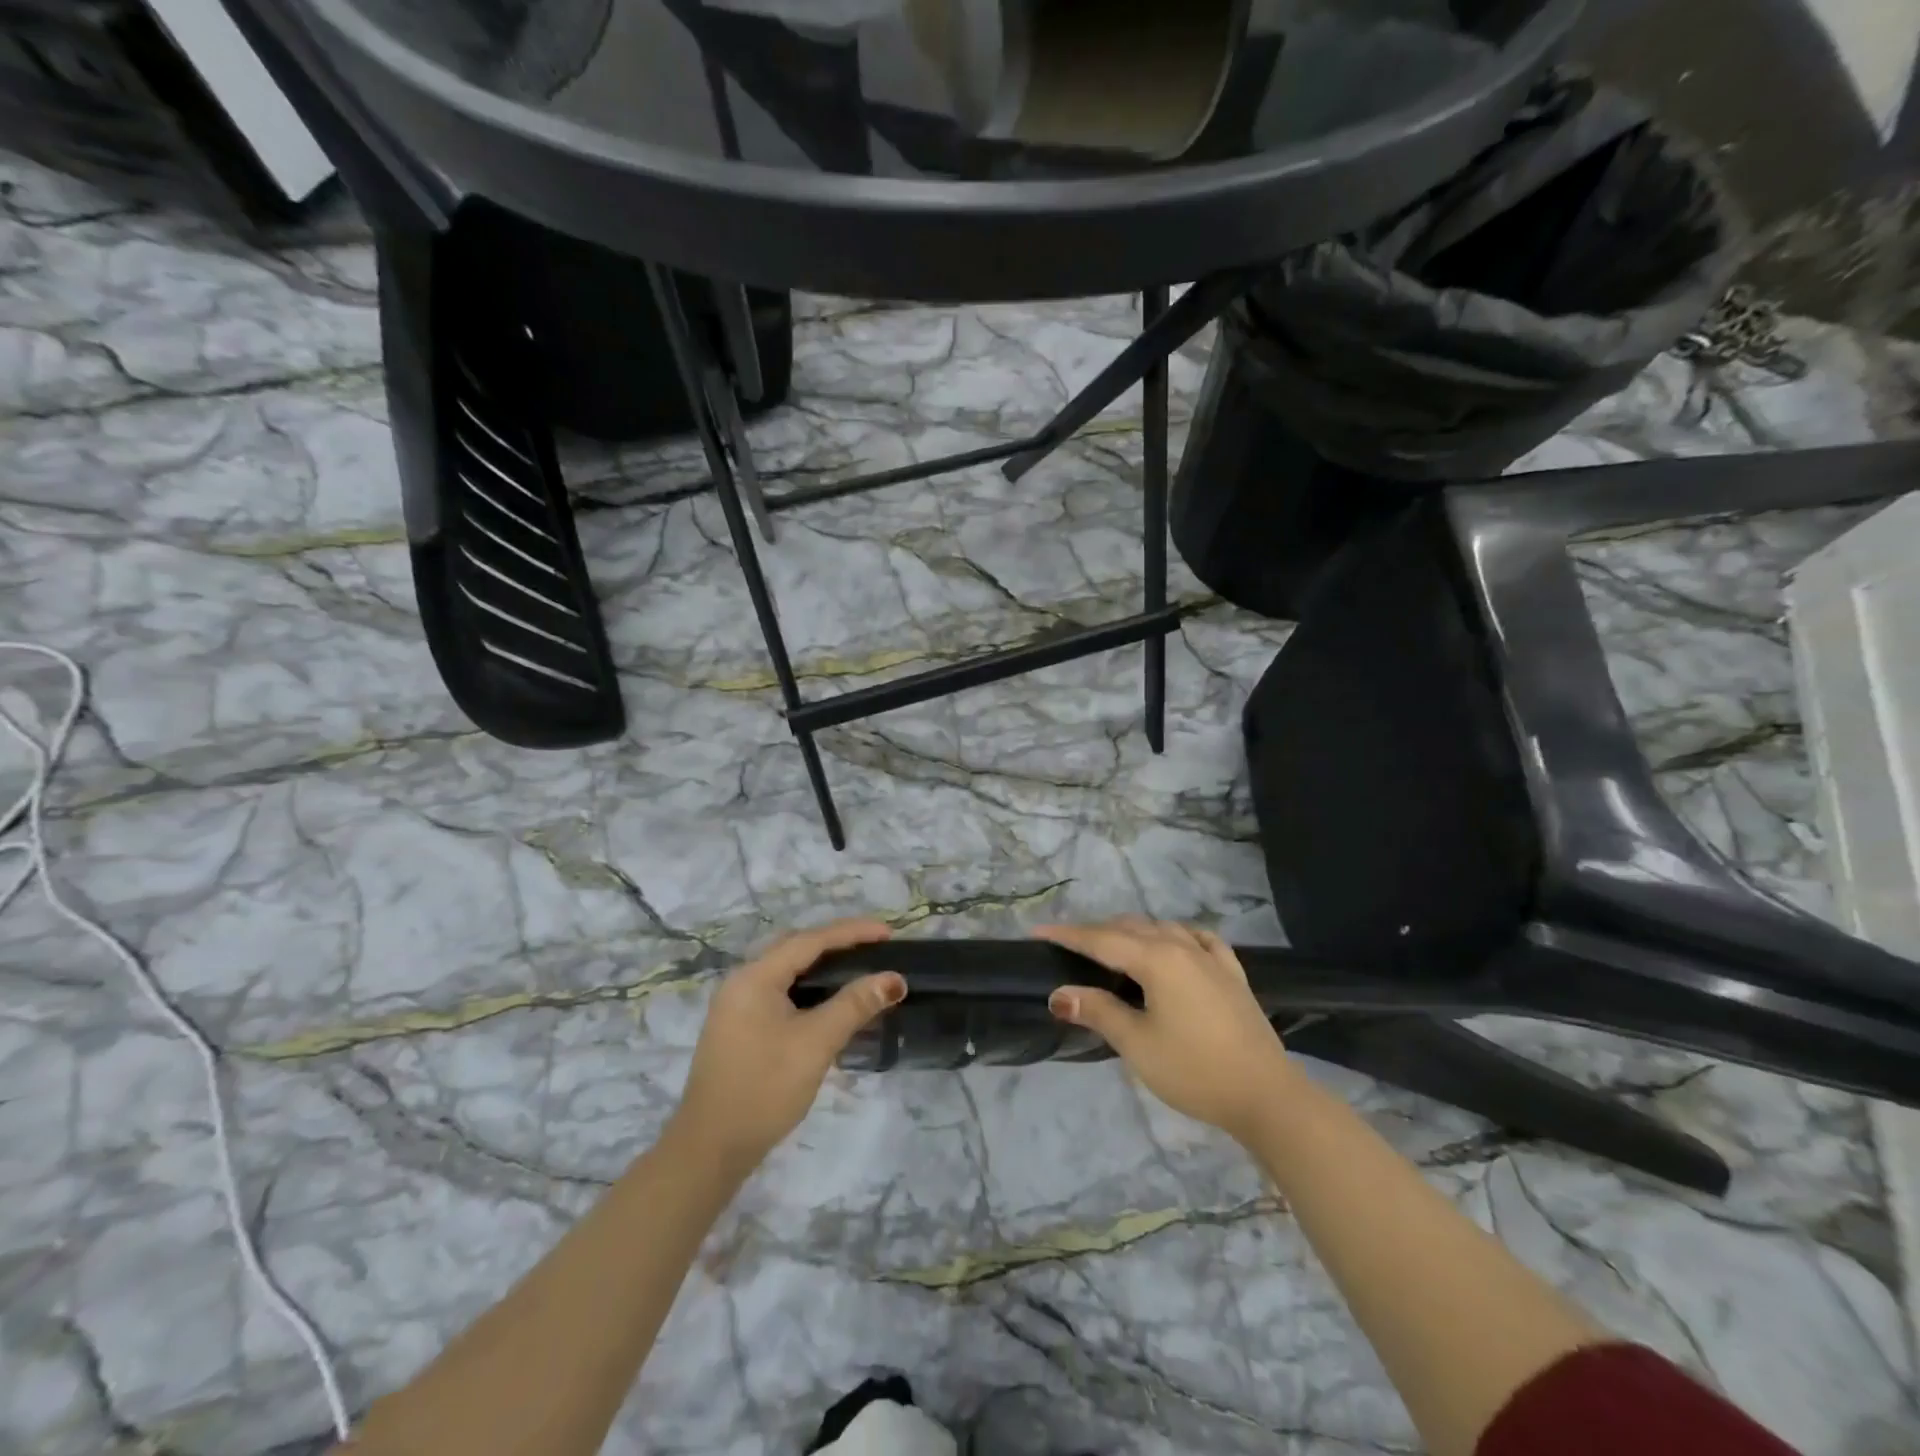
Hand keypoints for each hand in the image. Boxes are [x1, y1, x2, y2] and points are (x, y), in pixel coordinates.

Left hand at [671, 919, 904, 1175]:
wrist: (710, 1149)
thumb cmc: (764, 1088)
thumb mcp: (816, 1043)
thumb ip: (855, 1004)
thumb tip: (894, 979)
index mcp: (755, 977)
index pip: (810, 940)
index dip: (852, 932)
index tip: (888, 933)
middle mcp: (742, 982)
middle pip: (796, 949)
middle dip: (837, 943)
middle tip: (875, 947)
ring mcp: (737, 1007)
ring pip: (788, 972)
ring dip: (823, 967)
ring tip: (859, 968)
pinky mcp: (740, 1029)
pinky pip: (781, 993)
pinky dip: (809, 989)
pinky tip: (829, 1002)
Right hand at [1037, 918, 1293, 1141]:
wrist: (1266, 1095)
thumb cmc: (1194, 1070)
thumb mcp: (1137, 1044)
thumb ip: (1098, 1011)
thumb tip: (1059, 993)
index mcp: (1156, 958)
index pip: (1101, 939)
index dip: (1067, 934)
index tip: (1037, 931)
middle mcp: (1182, 946)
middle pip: (1130, 928)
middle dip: (1096, 932)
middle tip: (1068, 946)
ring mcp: (1211, 958)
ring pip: (1163, 928)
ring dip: (1132, 932)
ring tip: (1112, 947)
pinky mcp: (1232, 973)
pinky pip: (1197, 939)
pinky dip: (1175, 935)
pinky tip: (1175, 943)